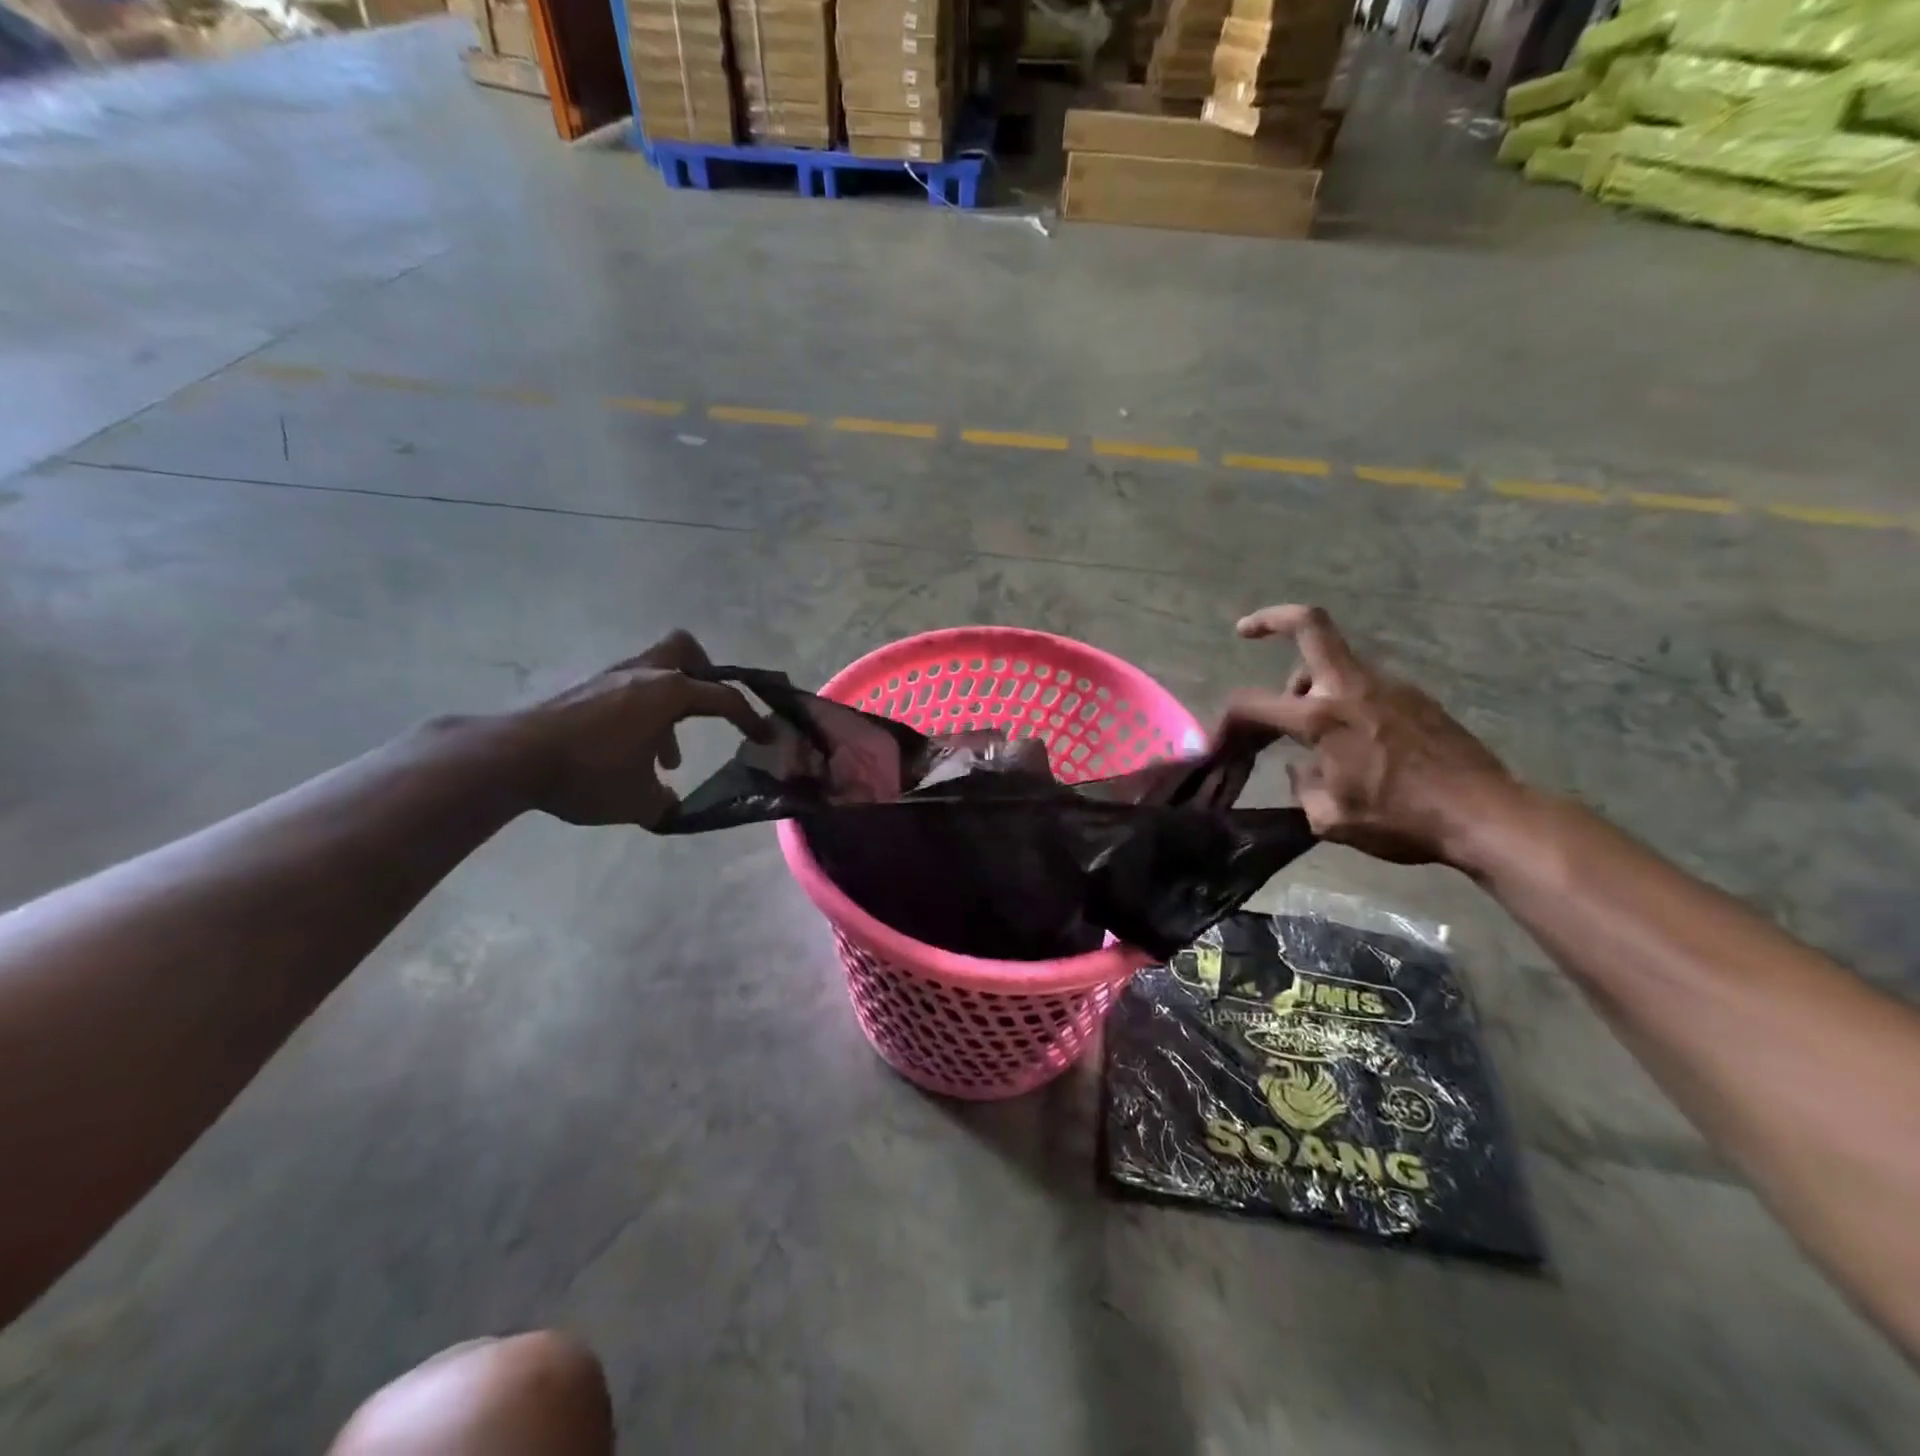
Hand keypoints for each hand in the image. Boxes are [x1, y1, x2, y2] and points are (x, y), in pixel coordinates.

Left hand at [511, 630, 768, 828]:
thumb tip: (670, 803)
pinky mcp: (583, 690)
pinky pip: (627, 691)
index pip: (724, 698)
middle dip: (704, 674)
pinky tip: (626, 753)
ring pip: (653, 674)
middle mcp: (643, 674)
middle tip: (708, 708)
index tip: (766, 737)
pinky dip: (639, 714)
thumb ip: (665, 801)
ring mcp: (610, 678)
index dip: (751, 718)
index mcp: (668, 692)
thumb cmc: (589, 773)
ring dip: (668, 707)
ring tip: (664, 755)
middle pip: (684, 650)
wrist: (513, 759)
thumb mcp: (639, 801)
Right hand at [1219, 605, 1521, 866]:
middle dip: (1271, 619)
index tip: (1219, 741)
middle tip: (1246, 631)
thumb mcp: (1330, 820)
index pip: (1253, 705)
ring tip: (1308, 726)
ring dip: (1309, 681)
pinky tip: (1353, 740)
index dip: (1227, 721)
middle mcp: (1351, 689)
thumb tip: (1302, 767)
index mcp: (1322, 719)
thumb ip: (1302, 786)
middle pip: (1310, 625)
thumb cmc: (1402, 820)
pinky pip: (1364, 685)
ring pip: (1335, 662)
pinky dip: (1343, 699)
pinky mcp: (1416, 697)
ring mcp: (1389, 686)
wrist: (1486, 815)